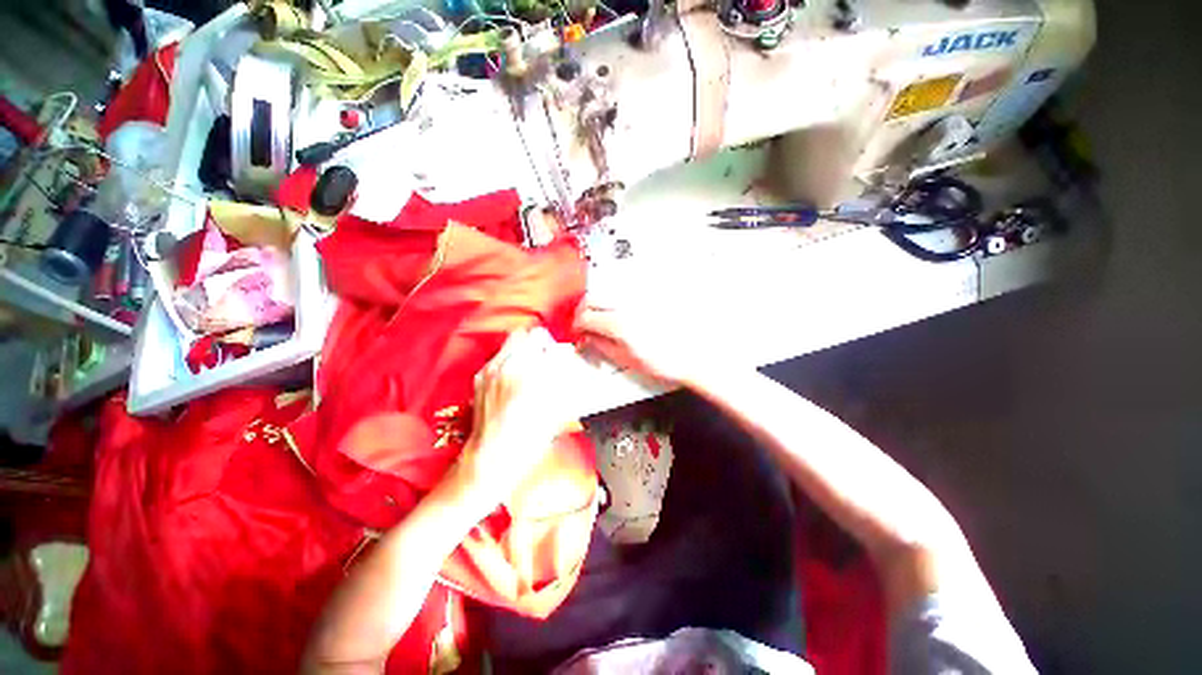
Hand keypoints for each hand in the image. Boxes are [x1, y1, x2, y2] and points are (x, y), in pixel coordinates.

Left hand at [457, 327, 580, 508]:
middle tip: (551, 358)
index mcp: (532, 377)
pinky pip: (501, 353)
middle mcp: (510, 366)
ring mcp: (492, 368)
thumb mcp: (554, 414)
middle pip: (533, 334)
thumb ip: (563, 384)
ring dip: (528, 347)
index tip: (566, 361)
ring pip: (515, 338)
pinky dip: (512, 357)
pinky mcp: (481, 375)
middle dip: (546, 344)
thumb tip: (567, 367)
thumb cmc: (525, 444)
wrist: (488, 460)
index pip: (554, 347)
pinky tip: (516, 376)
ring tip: (534, 364)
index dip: (564, 354)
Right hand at [574, 300, 703, 386]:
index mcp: (620, 324)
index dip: (577, 324)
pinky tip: (621, 307)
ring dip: (599, 300)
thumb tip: (588, 337)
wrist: (696, 354)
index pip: (585, 316)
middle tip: (585, 320)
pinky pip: (626, 286)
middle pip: (593, 296)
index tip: (578, 329)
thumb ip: (602, 345)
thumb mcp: (627, 360)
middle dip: (583, 308)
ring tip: (602, 314)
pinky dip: (617, 295)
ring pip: (608, 287)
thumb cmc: (668, 360)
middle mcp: (629, 304)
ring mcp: (641, 296)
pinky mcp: (652, 292)